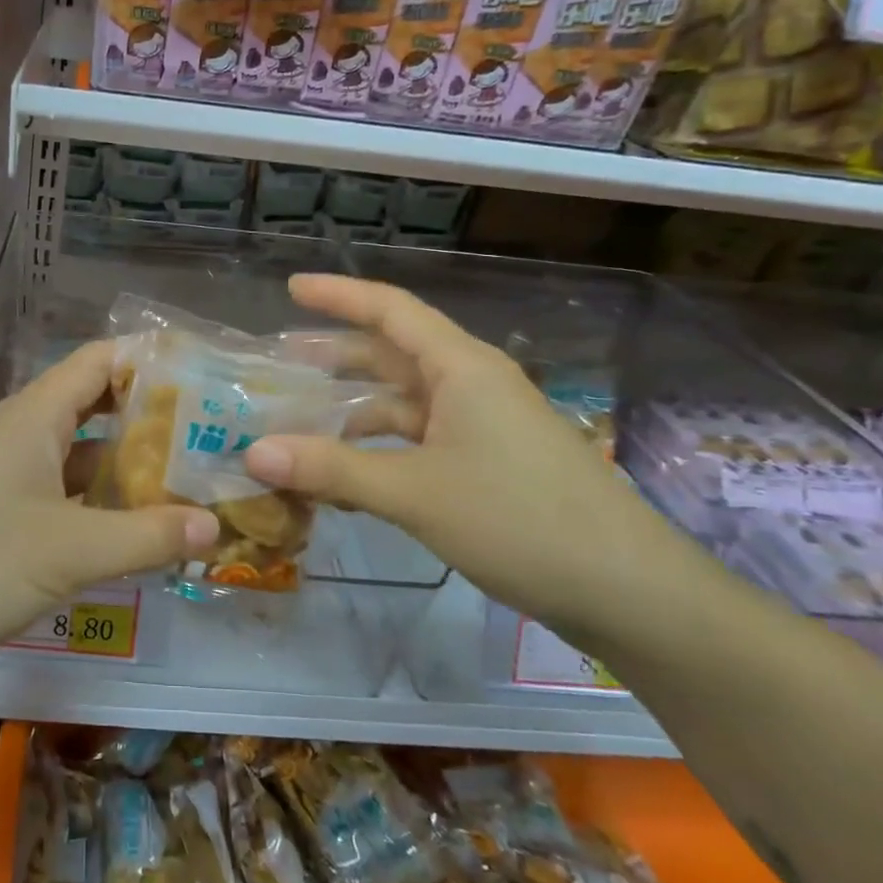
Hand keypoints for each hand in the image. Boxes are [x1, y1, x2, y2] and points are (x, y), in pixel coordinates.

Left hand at [0, 341, 217, 683]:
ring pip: (83, 453)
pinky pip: (66, 492)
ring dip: (131, 464)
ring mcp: (11, 474)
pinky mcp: (4, 514)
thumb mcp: (70, 551)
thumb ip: (147, 536)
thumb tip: (216, 524)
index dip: (152, 359)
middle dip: (152, 416)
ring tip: (193, 478)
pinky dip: (103, 501)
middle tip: (213, 432)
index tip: (207, 375)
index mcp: (35, 415)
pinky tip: (140, 526)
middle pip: (98, 404)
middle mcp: (24, 432)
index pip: (102, 360)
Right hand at [243, 274, 693, 635]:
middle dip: (336, 355)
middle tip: (279, 362)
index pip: (391, 310)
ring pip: (404, 401)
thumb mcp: (415, 492)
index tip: (290, 289)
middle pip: (393, 354)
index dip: (339, 295)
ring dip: (353, 409)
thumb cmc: (520, 520)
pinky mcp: (488, 464)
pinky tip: (346, 472)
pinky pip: (419, 439)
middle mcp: (471, 385)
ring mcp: (482, 426)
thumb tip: (253, 453)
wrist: (629, 592)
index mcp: (461, 368)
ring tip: (299, 420)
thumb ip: (332, 469)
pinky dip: (379, 447)